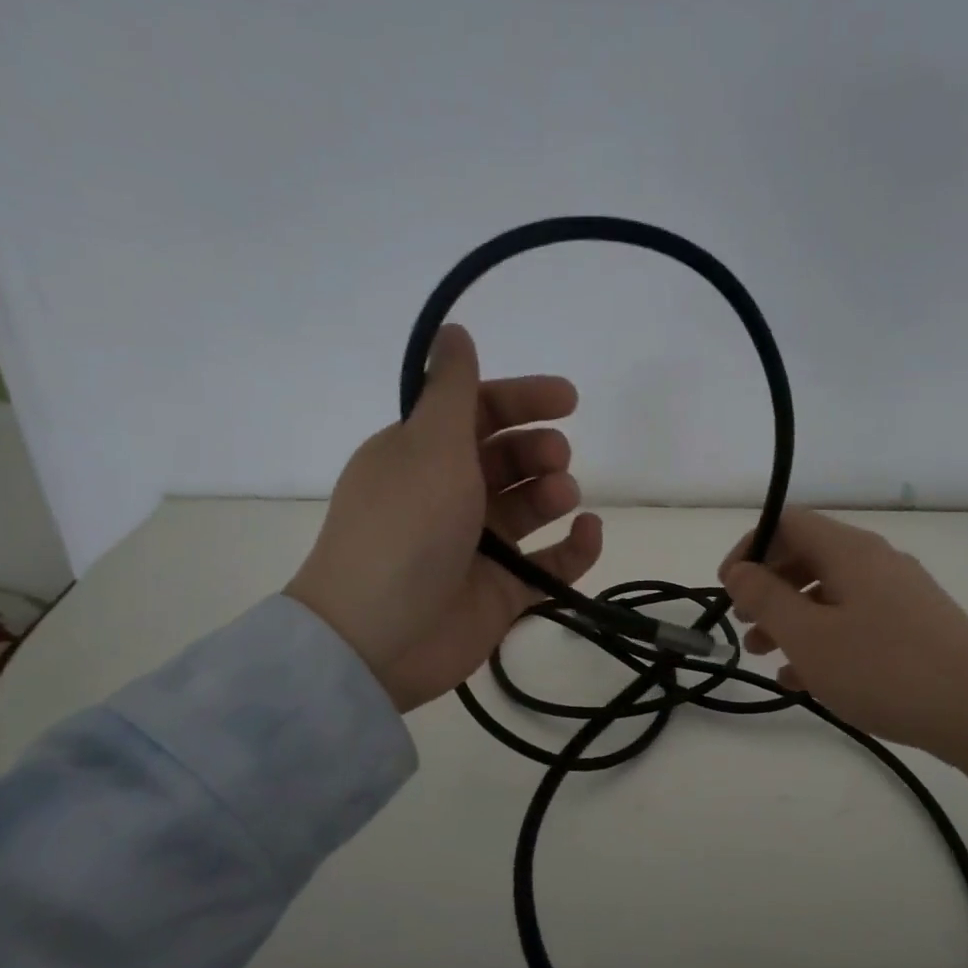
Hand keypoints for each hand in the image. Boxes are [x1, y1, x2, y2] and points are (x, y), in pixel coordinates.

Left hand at [287, 324, 601, 711]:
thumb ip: (453, 390)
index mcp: (423, 455)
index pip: (479, 414)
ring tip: (561, 496)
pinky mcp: (501, 591)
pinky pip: (550, 564)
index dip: (522, 400)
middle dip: (538, 450)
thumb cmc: (405, 529)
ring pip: (530, 508)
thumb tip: (454, 331)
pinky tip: (589, 532)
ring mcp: (477, 546)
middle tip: (555, 458)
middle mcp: (450, 495)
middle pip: (508, 459)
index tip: (567, 399)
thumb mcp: (428, 446)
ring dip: (554, 492)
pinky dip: (574, 548)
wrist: (379, 637)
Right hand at [718, 510, 967, 808]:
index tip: (728, 589)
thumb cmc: (884, 668)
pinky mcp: (915, 627)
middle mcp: (876, 561)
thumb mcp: (810, 636)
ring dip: (792, 618)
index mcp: (850, 551)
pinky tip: (805, 680)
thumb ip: (766, 599)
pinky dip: (824, 640)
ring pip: (831, 593)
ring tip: (766, 656)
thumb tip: (739, 571)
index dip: (750, 548)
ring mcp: (900, 594)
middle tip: (745, 625)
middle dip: (769, 588)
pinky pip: (856, 621)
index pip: (787, 522)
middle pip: (808, 557)